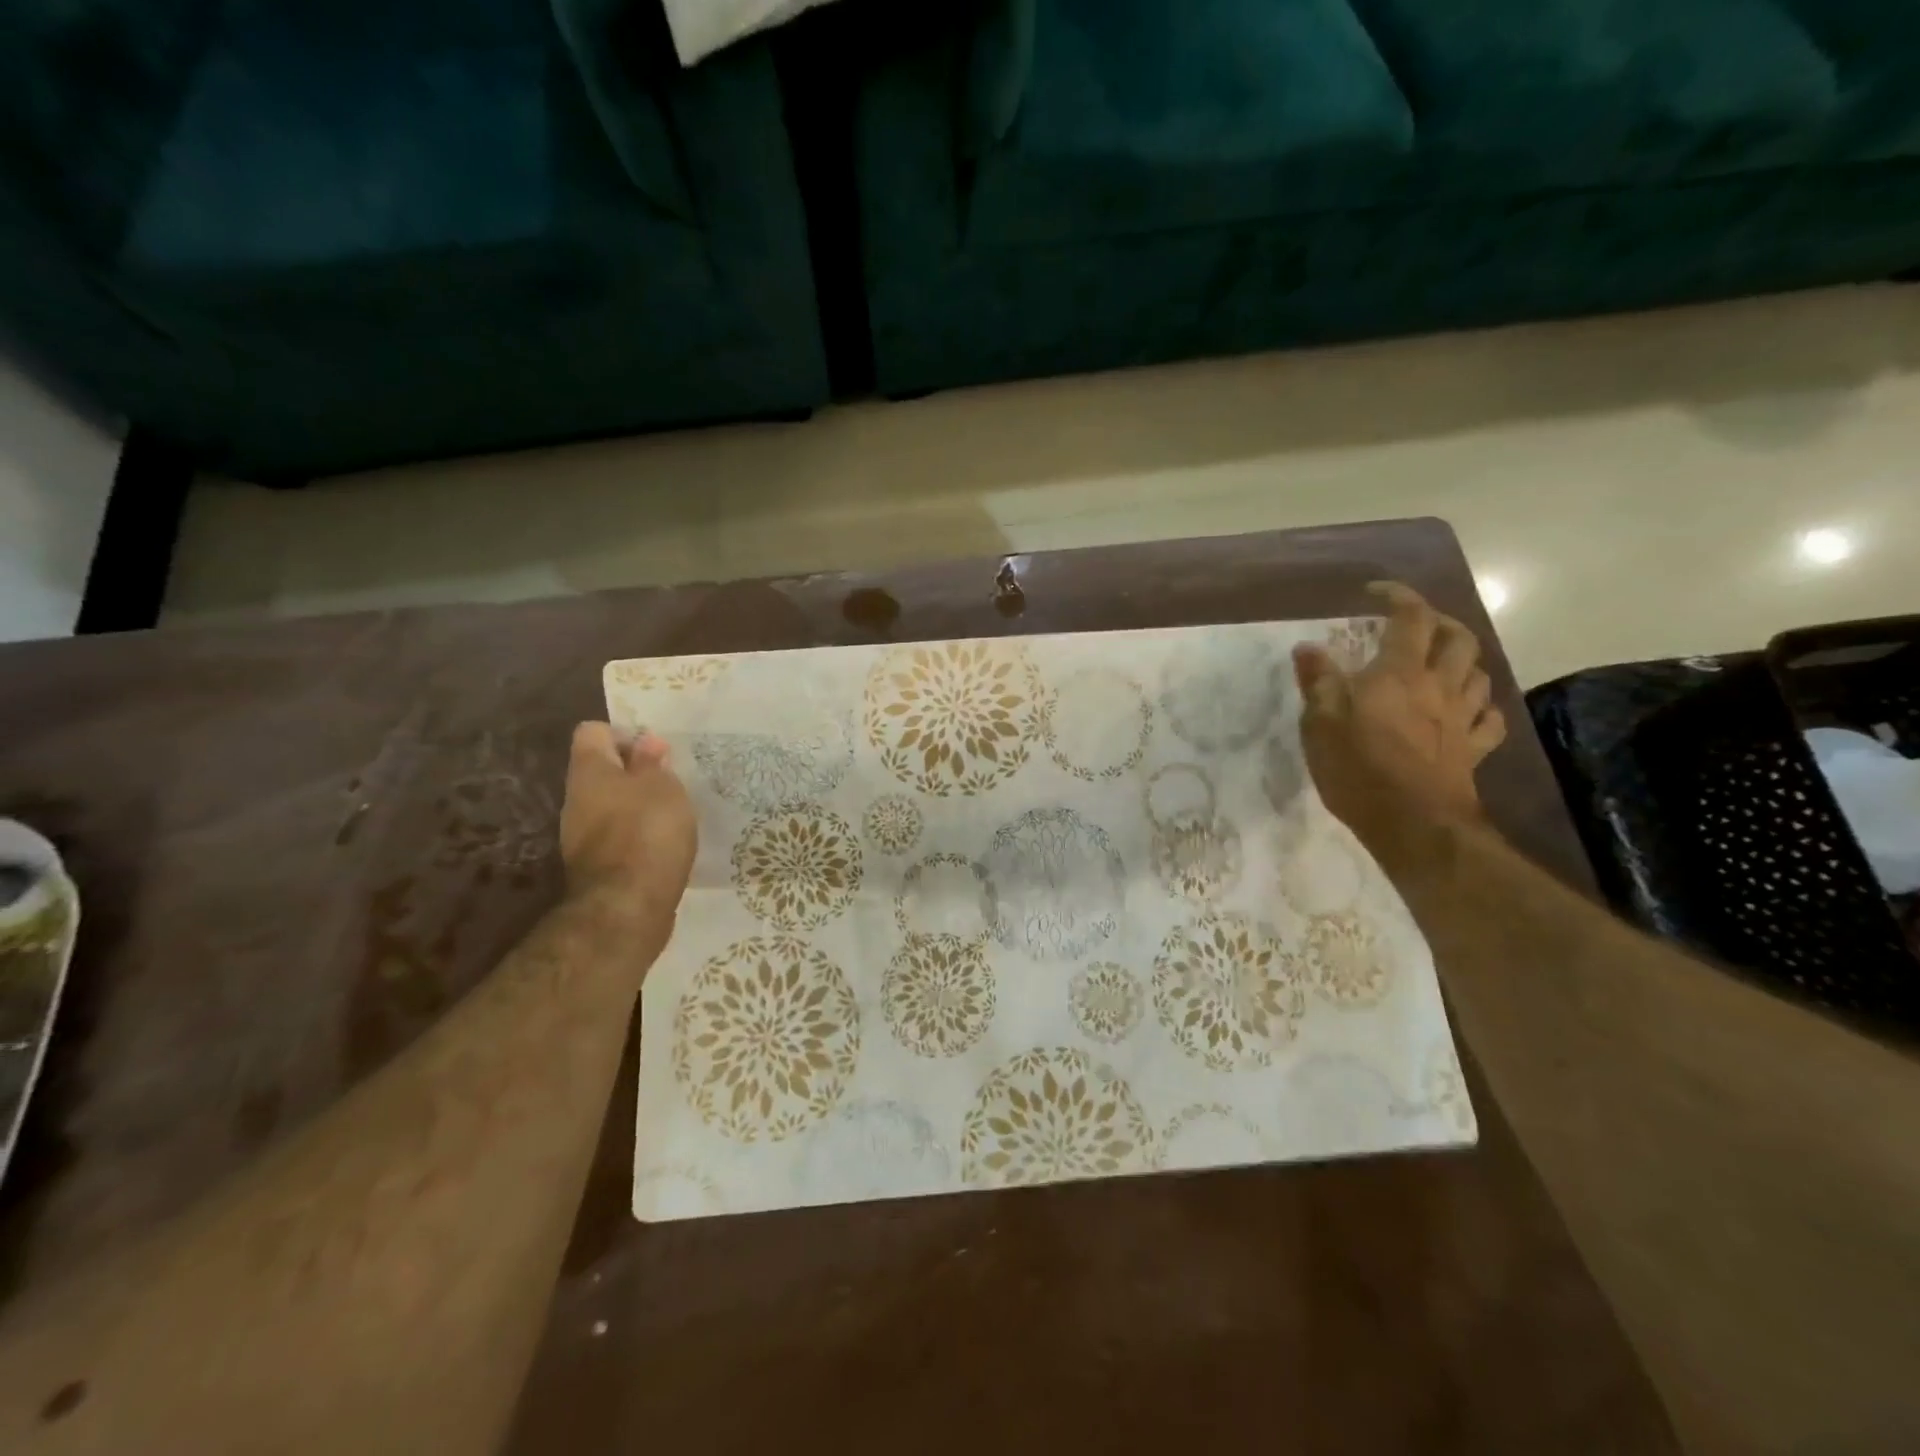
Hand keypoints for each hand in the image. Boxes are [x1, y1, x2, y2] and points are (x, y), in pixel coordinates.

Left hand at [559, 723, 696, 918]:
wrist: (626, 907)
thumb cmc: (648, 831)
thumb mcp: (663, 787)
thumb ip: (652, 763)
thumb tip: (645, 743)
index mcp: (588, 771)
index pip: (593, 732)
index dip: (624, 734)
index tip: (655, 751)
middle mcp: (576, 799)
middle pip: (600, 771)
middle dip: (633, 773)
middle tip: (670, 782)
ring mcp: (579, 836)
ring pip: (608, 806)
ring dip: (636, 806)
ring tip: (671, 815)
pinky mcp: (594, 866)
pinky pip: (615, 837)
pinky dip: (636, 836)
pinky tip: (661, 845)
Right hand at [1292, 582, 1506, 855]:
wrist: (1413, 823)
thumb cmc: (1358, 768)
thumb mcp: (1320, 722)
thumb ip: (1317, 681)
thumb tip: (1308, 648)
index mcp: (1400, 673)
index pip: (1410, 617)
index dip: (1398, 596)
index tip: (1376, 592)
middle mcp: (1439, 686)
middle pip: (1458, 638)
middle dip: (1440, 622)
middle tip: (1415, 625)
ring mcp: (1461, 719)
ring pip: (1479, 674)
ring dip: (1463, 660)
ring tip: (1441, 664)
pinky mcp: (1472, 750)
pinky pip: (1489, 719)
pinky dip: (1480, 706)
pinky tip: (1467, 710)